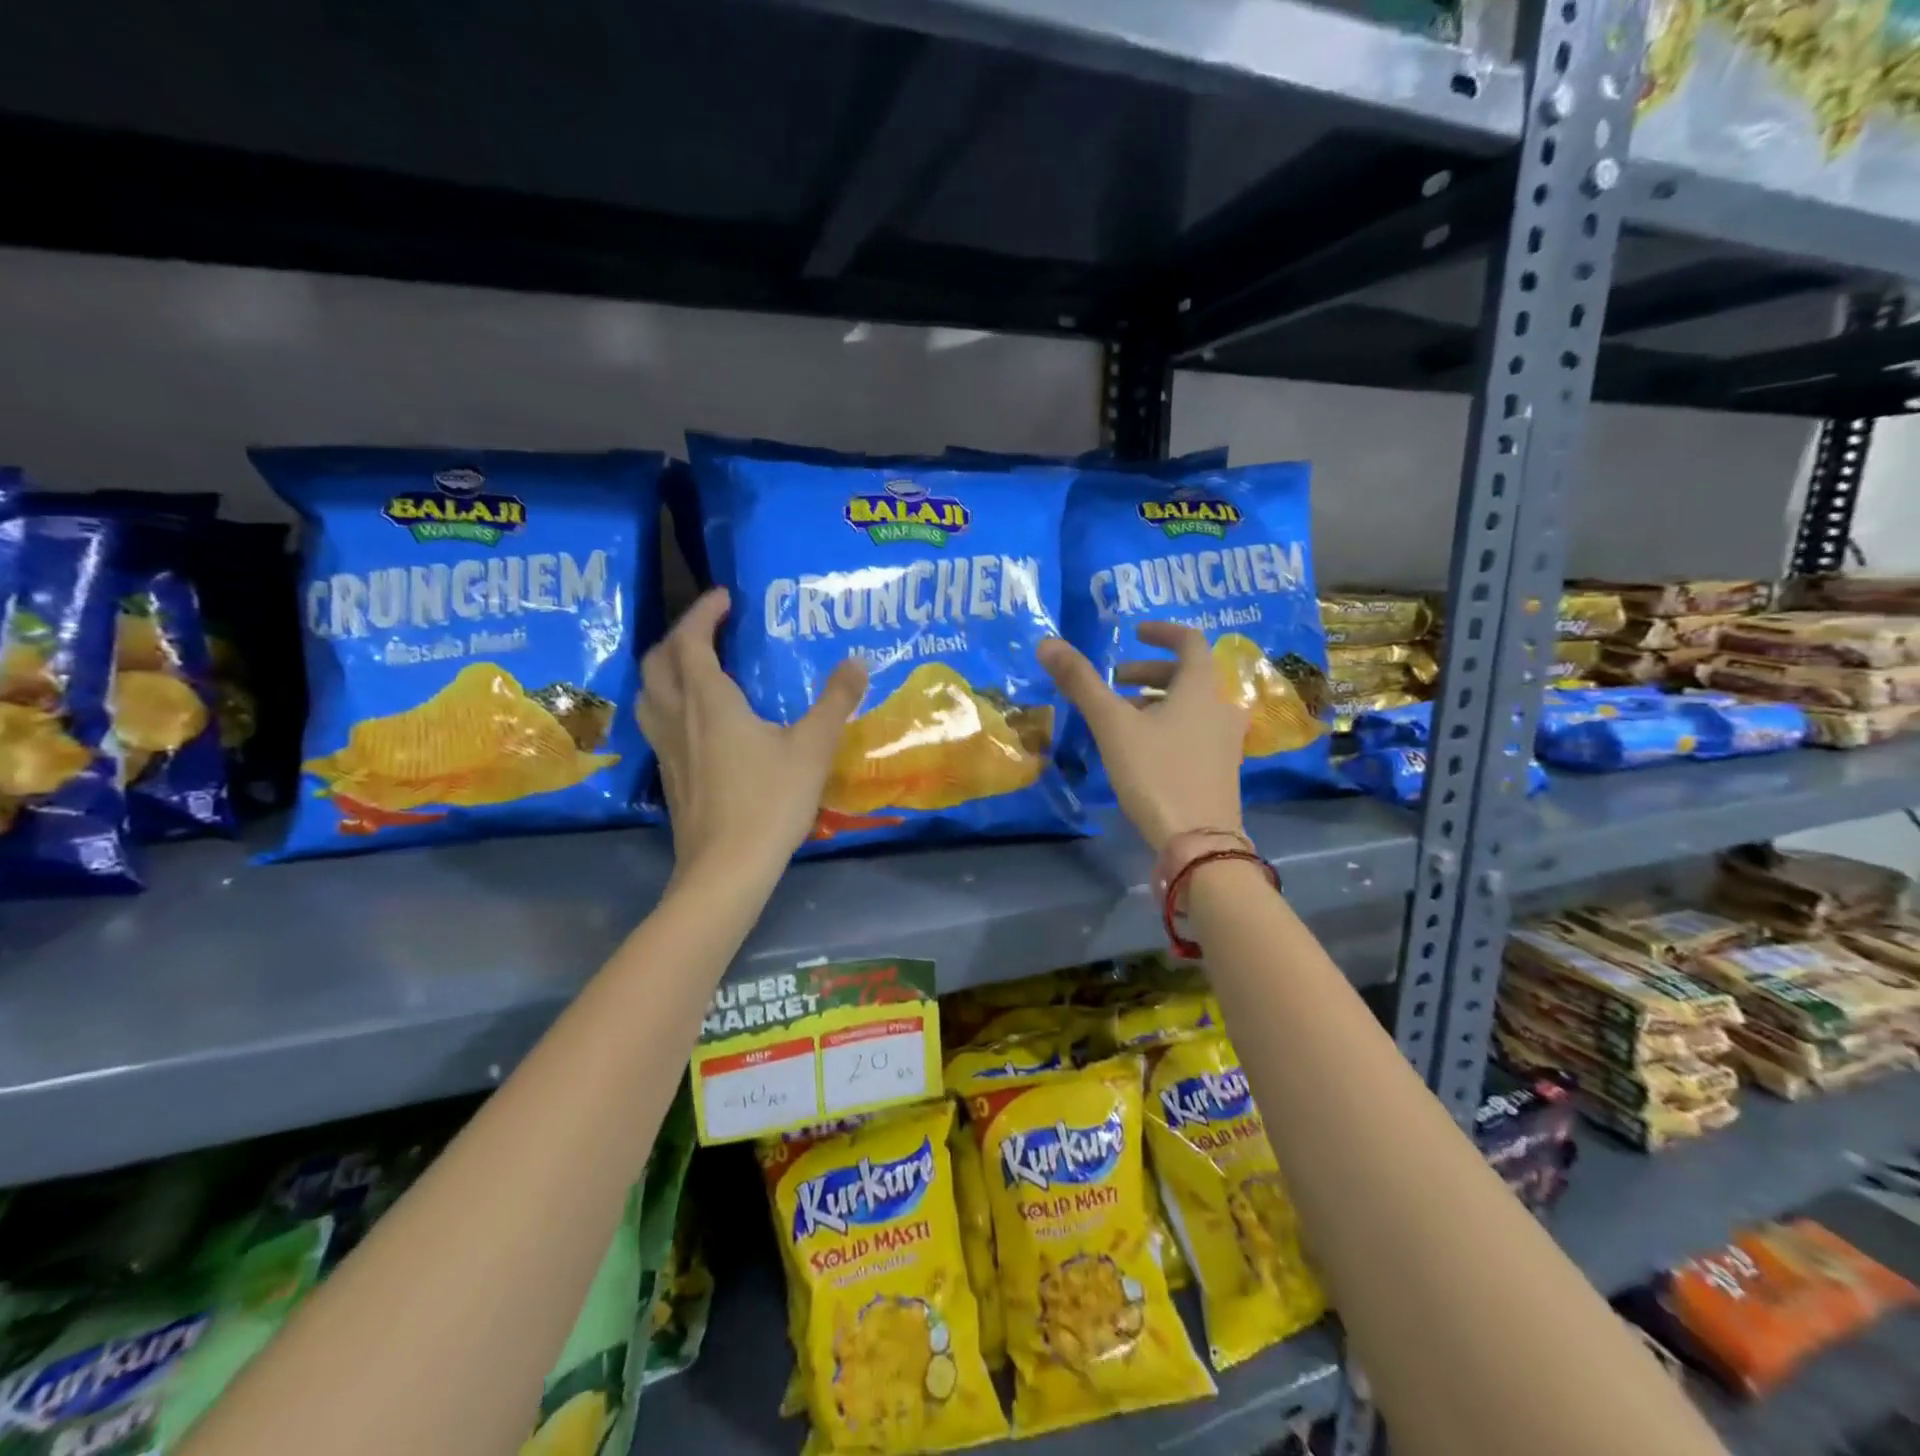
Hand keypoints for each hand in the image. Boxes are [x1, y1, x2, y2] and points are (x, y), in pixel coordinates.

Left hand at [638, 589, 867, 875]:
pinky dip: (668, 702)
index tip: (726, 597)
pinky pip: (656, 722)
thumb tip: (857, 662)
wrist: (726, 868)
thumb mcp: (813, 748)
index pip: (691, 640)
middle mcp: (678, 717)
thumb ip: (835, 702)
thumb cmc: (770, 802)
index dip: (703, 612)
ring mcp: (666, 749)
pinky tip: (696, 722)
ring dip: (665, 669)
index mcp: (709, 701)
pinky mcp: (668, 776)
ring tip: (695, 668)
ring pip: (648, 693)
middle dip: (679, 636)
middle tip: (709, 631)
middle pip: (658, 662)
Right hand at [1037, 623, 1246, 851]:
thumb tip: (1047, 643)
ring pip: (1192, 704)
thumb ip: (1081, 682)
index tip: (1135, 633)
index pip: (1189, 640)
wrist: (1198, 841)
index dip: (1161, 632)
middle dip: (1149, 672)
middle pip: (1189, 674)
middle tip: (1114, 681)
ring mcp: (1226, 739)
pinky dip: (1171, 723)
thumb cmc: (1156, 773)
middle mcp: (1222, 706)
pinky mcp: (1222, 768)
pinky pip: (1197, 729)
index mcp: (1202, 686)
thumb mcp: (1112, 725)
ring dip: (1158, 699)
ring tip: (1122, 716)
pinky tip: (1143, 748)